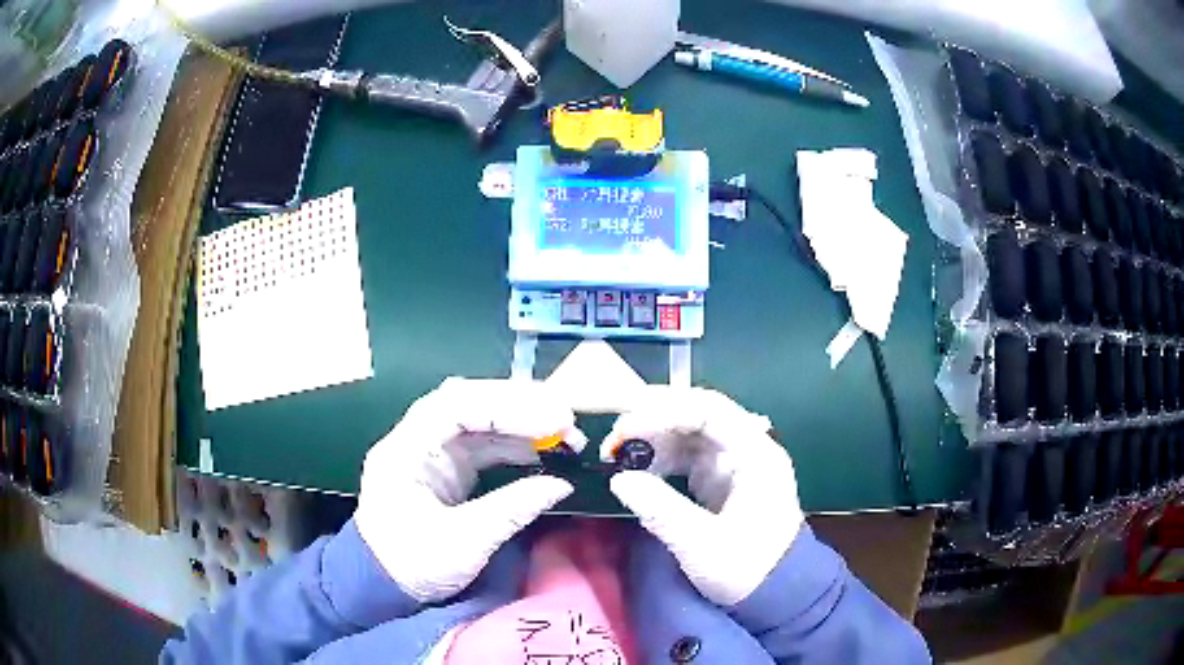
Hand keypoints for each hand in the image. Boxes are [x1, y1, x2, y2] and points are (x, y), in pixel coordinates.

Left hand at [355, 378, 583, 602]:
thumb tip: (562, 484)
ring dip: (522, 424)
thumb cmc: (413, 565)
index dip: (507, 407)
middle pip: (469, 403)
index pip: (456, 407)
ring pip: (480, 421)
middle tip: (565, 419)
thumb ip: (512, 509)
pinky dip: (515, 444)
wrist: (383, 584)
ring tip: (565, 436)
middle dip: (519, 406)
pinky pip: (483, 443)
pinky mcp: (446, 467)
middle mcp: (417, 439)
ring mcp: (432, 451)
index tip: (553, 420)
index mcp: (406, 450)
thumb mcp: (463, 543)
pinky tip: (543, 452)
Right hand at [602, 387, 803, 605]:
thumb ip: (661, 510)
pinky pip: (688, 454)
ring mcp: (735, 462)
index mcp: (755, 455)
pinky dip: (661, 456)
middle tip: (615, 435)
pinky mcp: (722, 479)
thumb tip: (619, 480)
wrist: (776, 593)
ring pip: (690, 431)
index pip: (709, 411)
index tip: (626, 430)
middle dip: (654, 418)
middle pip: (698, 413)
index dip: (664, 412)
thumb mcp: (702, 545)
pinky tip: (639, 469)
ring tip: (618, 453)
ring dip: (654, 436)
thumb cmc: (748, 569)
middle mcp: (747, 448)